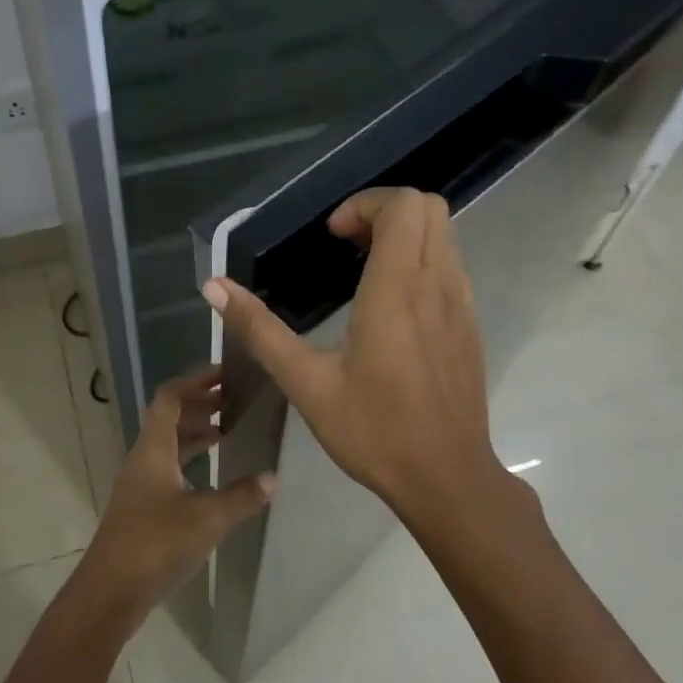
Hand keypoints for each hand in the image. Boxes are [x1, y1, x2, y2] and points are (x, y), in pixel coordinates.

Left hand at [73, 367, 273, 631]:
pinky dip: (192, 460)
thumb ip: (242, 496)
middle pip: (169, 418)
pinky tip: (215, 474)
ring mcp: (141, 484)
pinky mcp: (143, 508)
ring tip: (231, 429)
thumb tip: (272, 477)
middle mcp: (144, 459)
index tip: (226, 374)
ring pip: (170, 444)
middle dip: (201, 404)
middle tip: (237, 400)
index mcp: (153, 448)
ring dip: (197, 432)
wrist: (109, 593)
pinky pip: (170, 468)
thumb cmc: (155, 544)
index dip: (196, 381)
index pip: (170, 397)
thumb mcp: (207, 518)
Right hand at [201, 188, 508, 524]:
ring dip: (404, 235)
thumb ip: (259, 329)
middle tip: (347, 245)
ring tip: (364, 271)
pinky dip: (421, 261)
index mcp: (396, 290)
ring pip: (443, 235)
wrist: (446, 478)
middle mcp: (437, 284)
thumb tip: (213, 286)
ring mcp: (461, 304)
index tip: (333, 238)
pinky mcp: (470, 326)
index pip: (401, 205)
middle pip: (428, 206)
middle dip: (384, 211)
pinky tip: (391, 306)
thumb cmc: (373, 430)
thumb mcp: (305, 382)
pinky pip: (451, 266)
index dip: (364, 205)